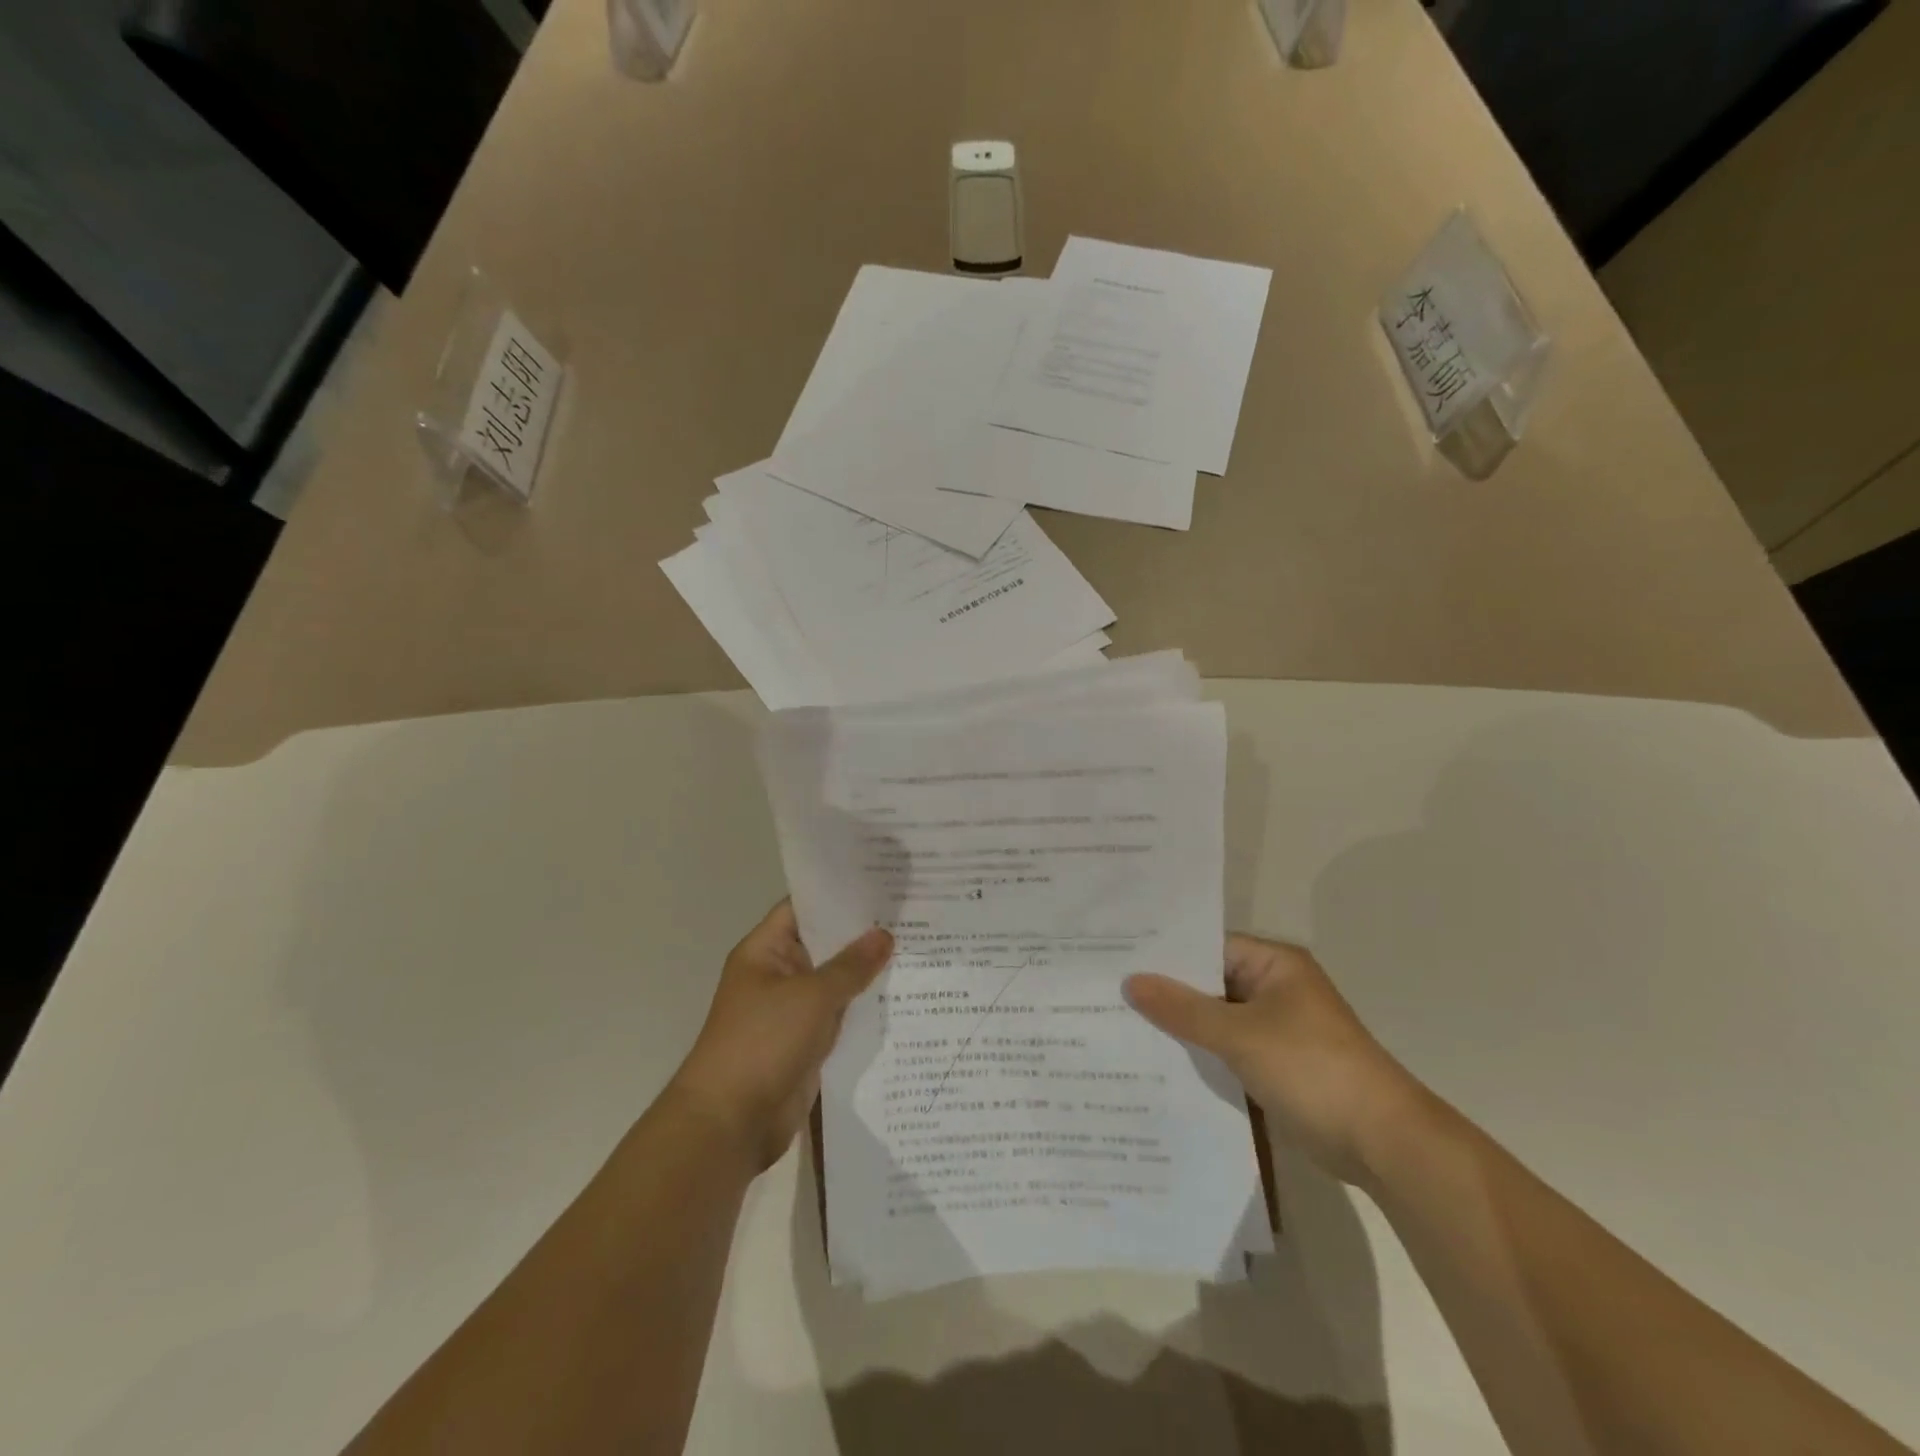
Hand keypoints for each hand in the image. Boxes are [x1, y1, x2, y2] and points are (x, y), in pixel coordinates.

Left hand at [668, 902, 892, 1171]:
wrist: (732, 1122)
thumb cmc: (763, 1042)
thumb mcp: (812, 996)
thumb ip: (850, 965)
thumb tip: (884, 934)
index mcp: (765, 951)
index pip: (804, 908)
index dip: (838, 895)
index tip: (881, 883)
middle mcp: (778, 975)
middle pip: (823, 944)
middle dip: (861, 933)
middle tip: (911, 913)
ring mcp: (792, 1010)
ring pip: (835, 981)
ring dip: (867, 972)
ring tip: (917, 948)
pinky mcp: (806, 1042)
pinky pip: (839, 1015)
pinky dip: (864, 1007)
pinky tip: (902, 996)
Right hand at [1125, 936, 1424, 1186]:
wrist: (1381, 1143)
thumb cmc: (1312, 1069)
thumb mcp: (1240, 1034)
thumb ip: (1183, 1008)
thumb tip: (1131, 982)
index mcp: (1274, 964)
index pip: (1207, 946)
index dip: (1164, 953)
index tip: (1116, 957)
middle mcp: (1273, 988)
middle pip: (1208, 982)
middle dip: (1165, 991)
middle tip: (1106, 990)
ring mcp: (1274, 1029)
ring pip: (1214, 1018)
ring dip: (1179, 1026)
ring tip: (1118, 1021)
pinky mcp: (1273, 1065)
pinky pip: (1225, 1049)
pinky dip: (1198, 1053)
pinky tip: (1154, 1060)